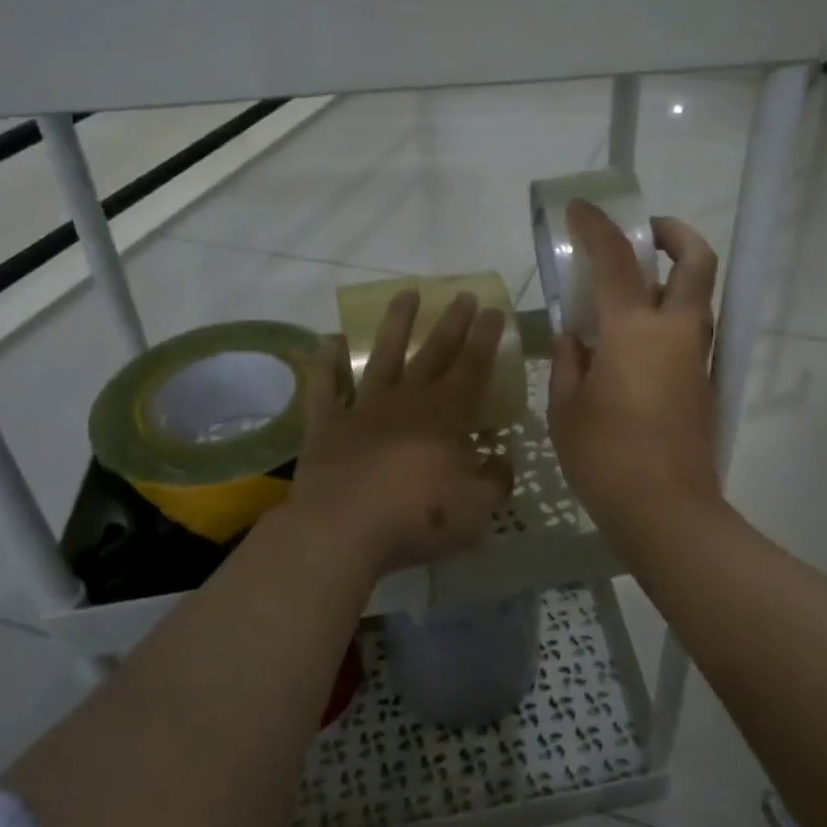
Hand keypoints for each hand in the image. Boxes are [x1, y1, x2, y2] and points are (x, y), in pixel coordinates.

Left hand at [289, 290, 514, 580]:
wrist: (341, 532)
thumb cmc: (417, 519)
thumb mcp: (476, 508)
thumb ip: (494, 480)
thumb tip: (501, 461)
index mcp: (445, 416)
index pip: (472, 367)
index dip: (484, 338)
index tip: (493, 310)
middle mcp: (406, 401)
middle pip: (433, 353)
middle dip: (451, 323)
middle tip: (462, 294)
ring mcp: (362, 409)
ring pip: (382, 356)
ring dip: (396, 324)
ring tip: (406, 294)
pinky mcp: (326, 426)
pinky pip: (324, 387)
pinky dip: (326, 364)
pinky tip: (329, 341)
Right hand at [548, 203, 723, 543]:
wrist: (667, 511)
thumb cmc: (605, 458)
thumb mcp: (566, 408)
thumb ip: (568, 362)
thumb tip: (573, 338)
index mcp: (634, 331)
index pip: (616, 260)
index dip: (596, 228)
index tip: (579, 210)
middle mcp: (676, 332)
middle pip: (696, 262)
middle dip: (676, 234)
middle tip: (647, 234)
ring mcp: (697, 359)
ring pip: (700, 297)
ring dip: (676, 276)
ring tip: (634, 289)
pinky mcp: (704, 385)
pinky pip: (691, 332)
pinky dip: (670, 317)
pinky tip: (636, 343)